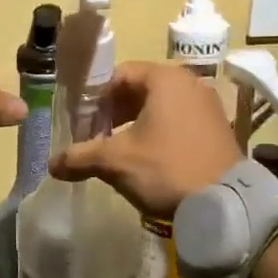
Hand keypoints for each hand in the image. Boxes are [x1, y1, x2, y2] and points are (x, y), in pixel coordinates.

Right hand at [49, 61, 240, 217]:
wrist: (226, 203)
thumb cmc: (166, 168)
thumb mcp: (116, 162)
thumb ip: (81, 157)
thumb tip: (52, 165)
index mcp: (165, 79)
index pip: (119, 75)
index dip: (95, 97)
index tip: (81, 121)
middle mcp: (190, 83)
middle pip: (140, 89)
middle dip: (114, 111)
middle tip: (95, 135)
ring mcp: (208, 106)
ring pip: (160, 107)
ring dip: (135, 123)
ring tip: (117, 149)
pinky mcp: (218, 129)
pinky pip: (179, 121)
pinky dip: (158, 133)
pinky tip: (147, 159)